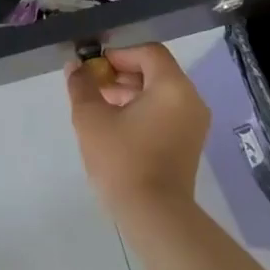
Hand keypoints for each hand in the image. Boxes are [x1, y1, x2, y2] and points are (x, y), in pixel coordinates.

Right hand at [66, 43, 209, 216]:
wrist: (155, 217)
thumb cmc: (122, 160)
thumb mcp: (91, 118)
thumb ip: (82, 85)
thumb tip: (75, 67)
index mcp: (173, 87)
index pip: (148, 52)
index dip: (118, 55)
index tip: (93, 69)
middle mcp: (190, 100)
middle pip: (155, 72)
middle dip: (121, 75)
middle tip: (92, 87)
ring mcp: (193, 124)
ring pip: (159, 94)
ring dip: (129, 93)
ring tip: (99, 108)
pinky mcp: (188, 145)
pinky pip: (165, 113)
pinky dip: (142, 111)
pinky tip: (115, 127)